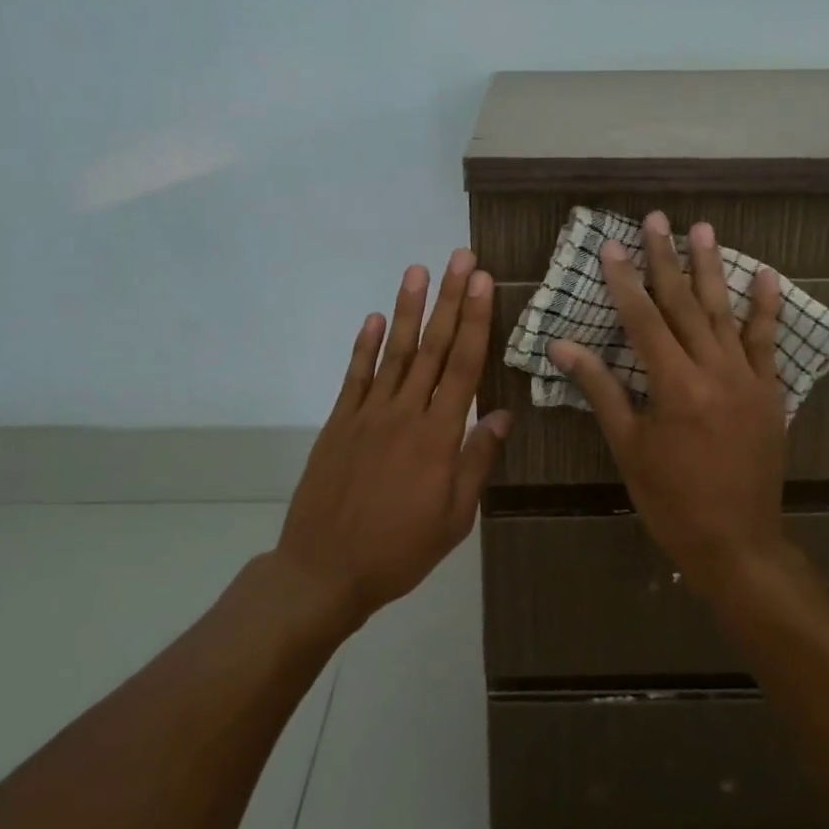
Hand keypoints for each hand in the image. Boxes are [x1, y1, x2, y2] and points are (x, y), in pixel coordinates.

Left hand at [276, 251, 511, 621]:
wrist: (325, 570)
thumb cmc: (400, 550)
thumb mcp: (454, 518)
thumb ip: (477, 462)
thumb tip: (504, 415)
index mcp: (438, 437)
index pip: (463, 367)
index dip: (474, 321)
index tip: (482, 283)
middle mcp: (404, 414)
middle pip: (431, 347)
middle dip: (448, 300)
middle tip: (459, 258)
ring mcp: (366, 415)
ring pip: (393, 353)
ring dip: (406, 310)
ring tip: (417, 271)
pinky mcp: (338, 423)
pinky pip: (354, 376)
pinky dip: (364, 346)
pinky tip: (374, 319)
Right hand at [549, 212, 789, 591]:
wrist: (735, 541)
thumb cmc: (670, 499)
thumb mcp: (628, 446)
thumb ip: (600, 389)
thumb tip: (562, 346)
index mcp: (674, 387)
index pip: (643, 320)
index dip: (625, 282)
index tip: (611, 247)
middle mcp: (714, 372)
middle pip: (685, 305)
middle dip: (666, 260)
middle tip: (657, 219)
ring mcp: (748, 379)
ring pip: (725, 313)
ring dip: (712, 269)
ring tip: (702, 230)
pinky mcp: (770, 392)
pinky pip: (768, 342)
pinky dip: (765, 307)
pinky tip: (765, 274)